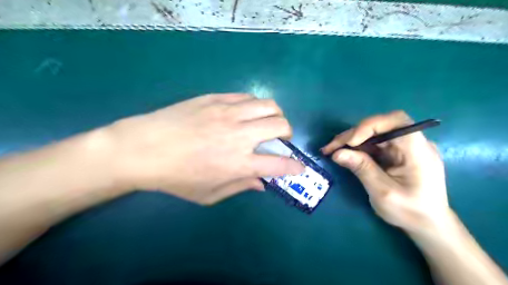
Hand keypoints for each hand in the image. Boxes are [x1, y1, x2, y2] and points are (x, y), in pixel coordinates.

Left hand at [103, 93, 300, 203]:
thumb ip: (239, 186)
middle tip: (280, 139)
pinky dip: (254, 105)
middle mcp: (239, 135)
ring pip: (268, 105)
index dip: (294, 166)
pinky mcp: (216, 99)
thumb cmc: (175, 177)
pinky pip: (246, 97)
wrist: (143, 148)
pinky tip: (246, 112)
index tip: (298, 167)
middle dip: (288, 133)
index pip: (279, 164)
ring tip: (267, 122)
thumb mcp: (209, 194)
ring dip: (275, 115)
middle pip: (280, 125)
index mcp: (238, 163)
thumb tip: (261, 183)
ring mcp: (228, 113)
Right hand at [321, 111, 447, 233]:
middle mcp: (413, 143)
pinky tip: (345, 153)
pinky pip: (374, 143)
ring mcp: (404, 147)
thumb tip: (337, 153)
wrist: (428, 224)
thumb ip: (362, 169)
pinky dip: (357, 147)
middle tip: (331, 147)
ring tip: (332, 150)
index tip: (350, 142)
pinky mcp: (396, 153)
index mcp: (418, 150)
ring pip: (374, 133)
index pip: (396, 121)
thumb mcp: (383, 192)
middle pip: (380, 126)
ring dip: (351, 140)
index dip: (370, 125)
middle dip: (353, 134)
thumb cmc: (410, 212)